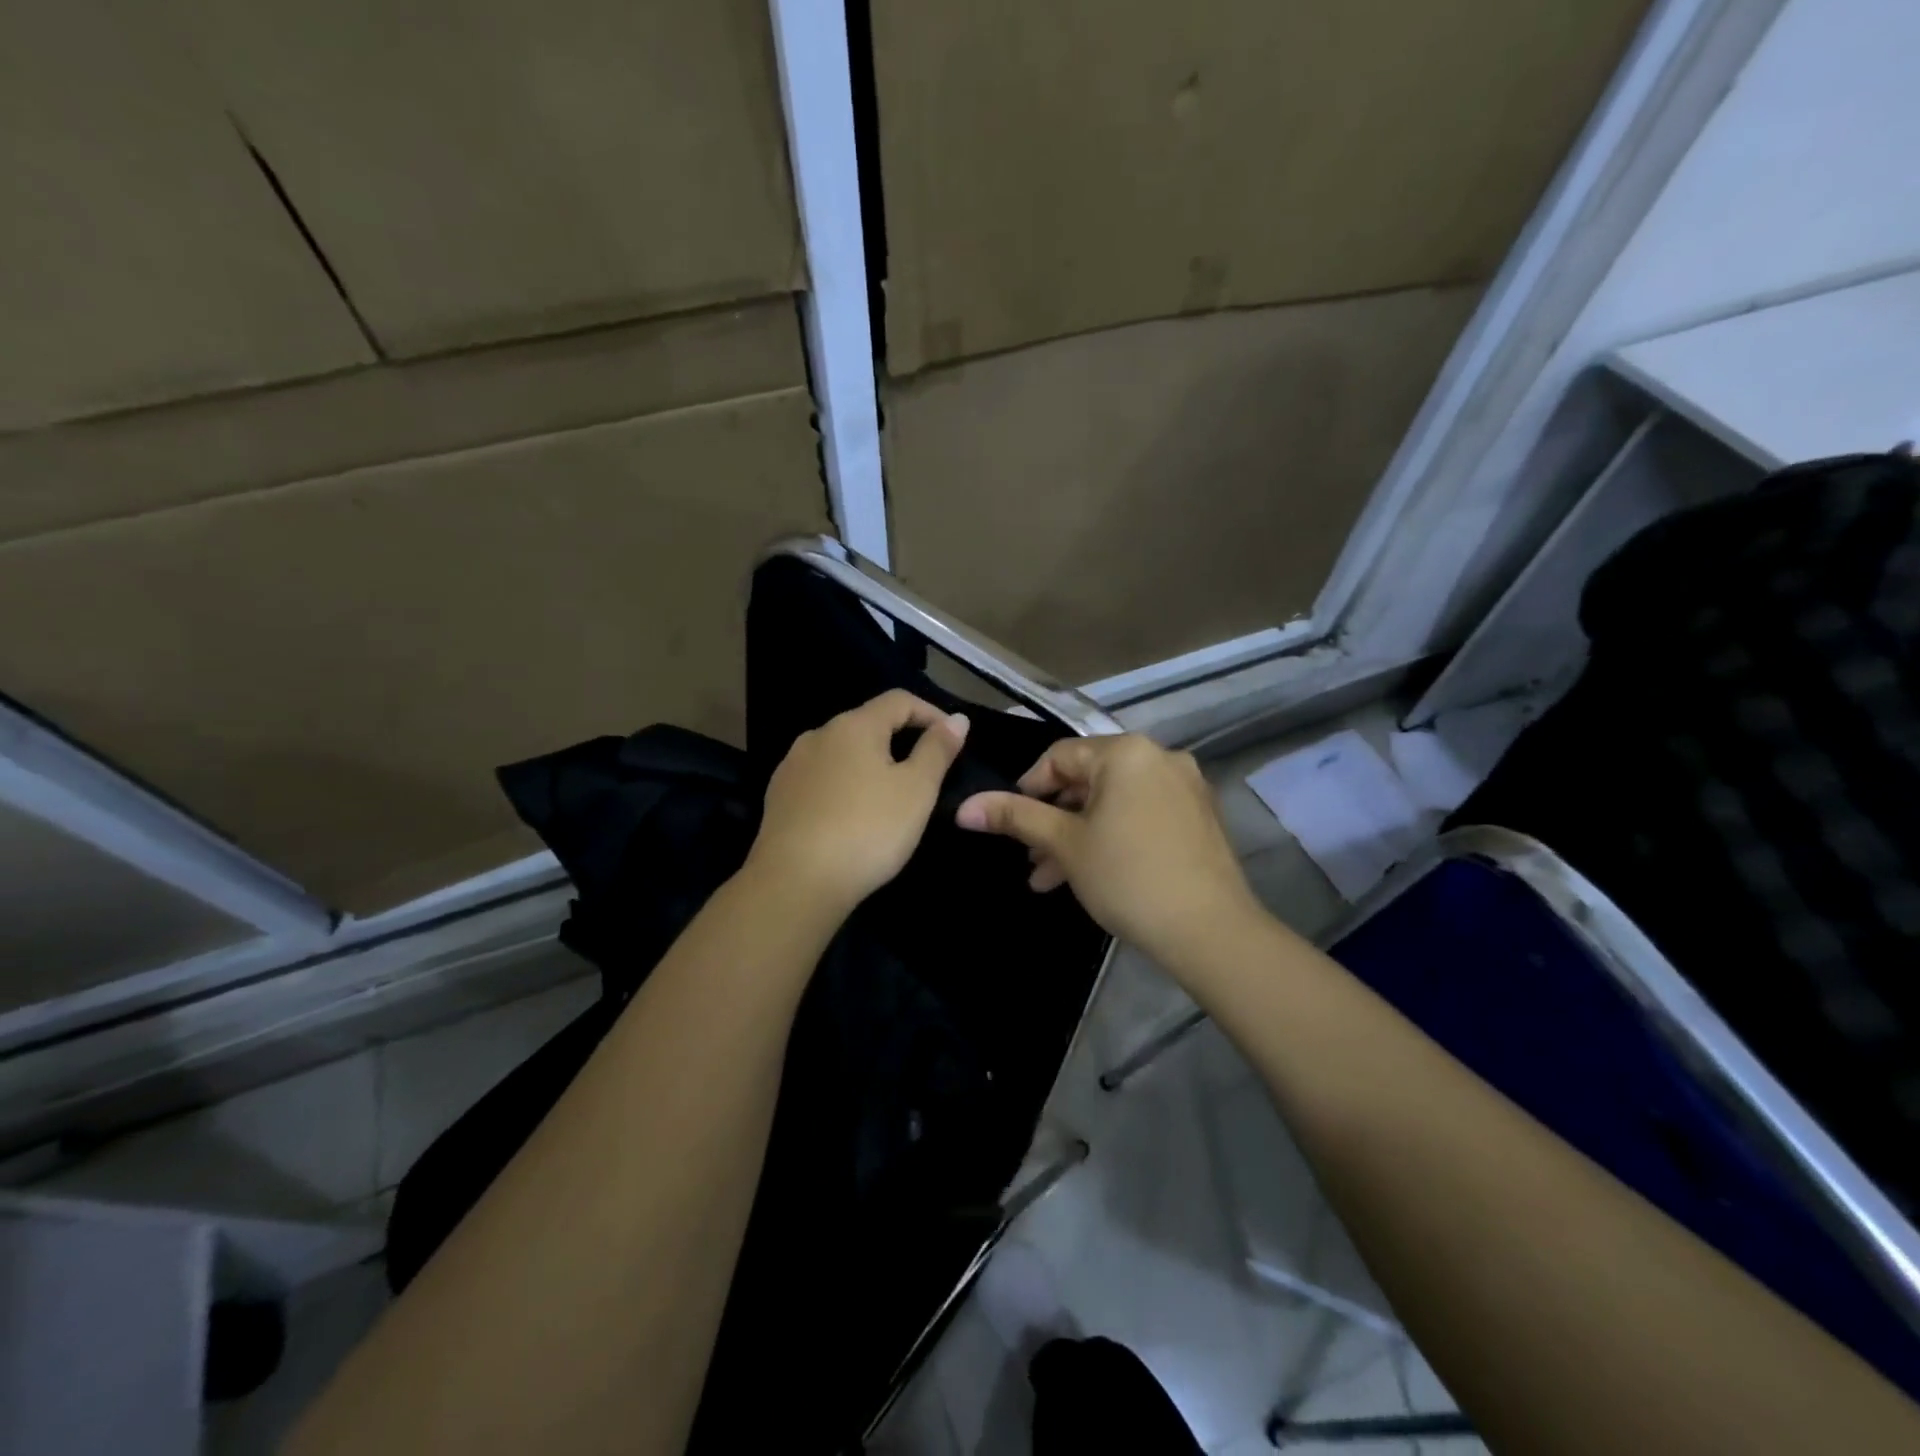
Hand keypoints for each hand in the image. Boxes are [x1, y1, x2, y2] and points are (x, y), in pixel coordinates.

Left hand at [746, 689, 969, 919]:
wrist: (795, 883)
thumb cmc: (867, 830)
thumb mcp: (916, 790)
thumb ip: (937, 750)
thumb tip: (957, 719)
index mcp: (854, 726)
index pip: (899, 700)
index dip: (931, 713)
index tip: (953, 740)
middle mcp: (818, 735)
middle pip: (867, 724)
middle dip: (899, 739)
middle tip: (925, 773)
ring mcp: (792, 766)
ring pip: (841, 753)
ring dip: (869, 764)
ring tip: (888, 796)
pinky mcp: (778, 797)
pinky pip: (820, 779)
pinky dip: (843, 786)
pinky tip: (851, 815)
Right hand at [955, 735, 1259, 966]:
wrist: (1210, 930)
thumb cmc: (1128, 877)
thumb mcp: (1065, 845)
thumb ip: (1015, 818)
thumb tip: (965, 808)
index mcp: (1127, 752)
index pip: (1060, 757)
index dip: (1028, 788)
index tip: (1009, 823)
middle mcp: (1160, 758)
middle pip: (1089, 780)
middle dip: (1053, 820)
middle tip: (1029, 857)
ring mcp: (1185, 787)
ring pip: (1114, 803)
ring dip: (1078, 835)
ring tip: (1050, 877)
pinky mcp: (1199, 817)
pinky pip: (1142, 815)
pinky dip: (1113, 836)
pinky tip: (1092, 874)